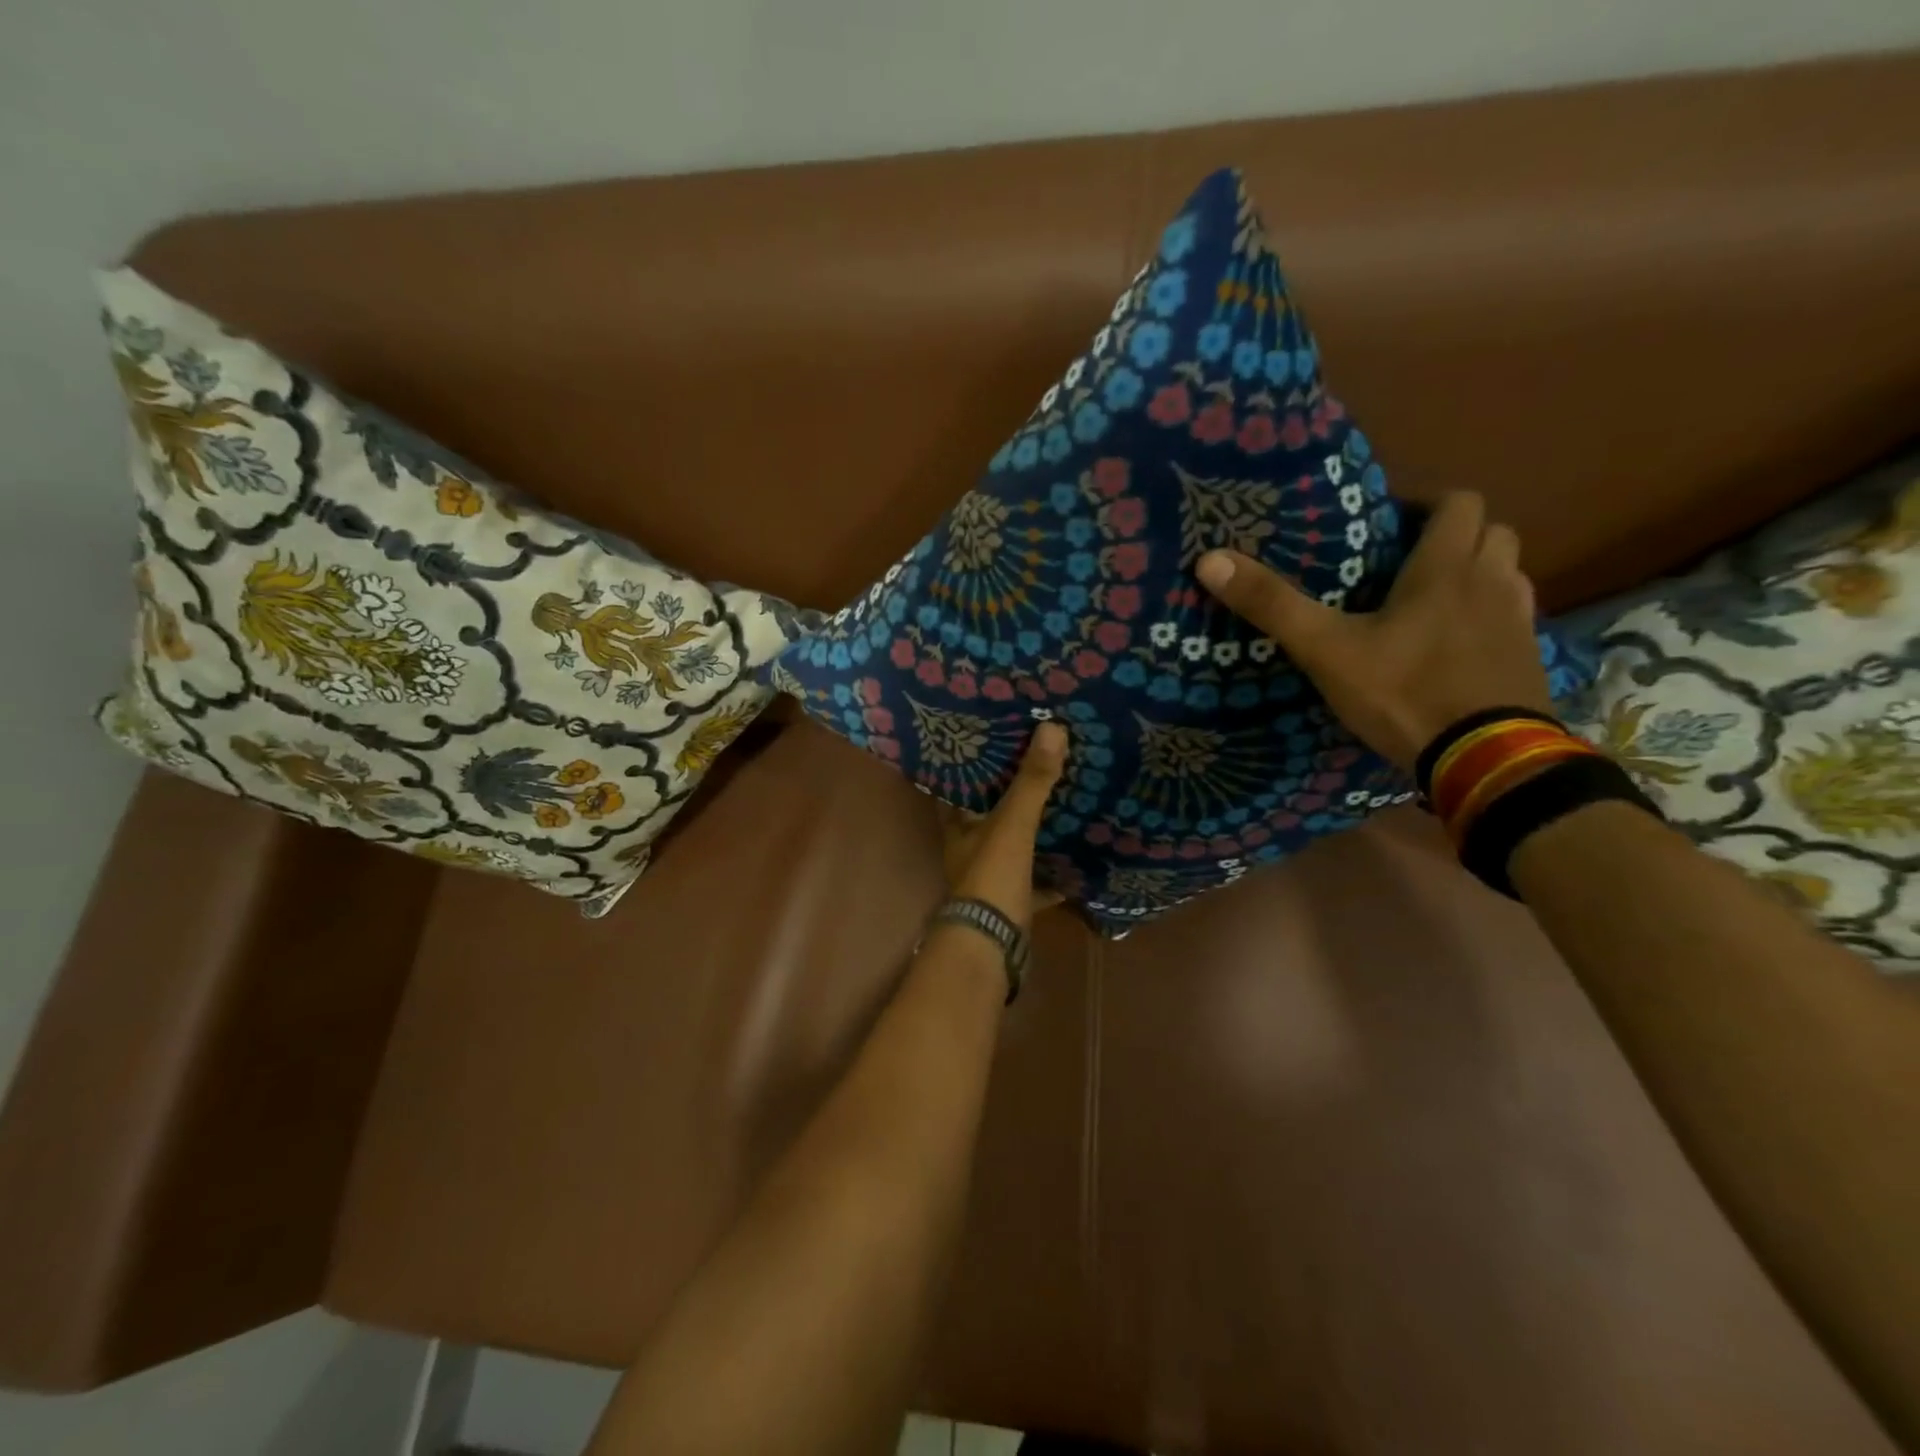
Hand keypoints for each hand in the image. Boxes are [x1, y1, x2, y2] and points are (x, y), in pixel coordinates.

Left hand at [935, 721, 1067, 926]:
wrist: (992, 946)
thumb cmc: (991, 877)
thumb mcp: (1012, 823)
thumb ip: (1032, 780)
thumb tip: (1052, 727)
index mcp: (958, 825)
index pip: (958, 784)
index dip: (972, 763)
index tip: (993, 738)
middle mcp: (969, 848)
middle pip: (987, 814)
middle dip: (1009, 793)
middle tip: (1038, 762)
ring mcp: (990, 877)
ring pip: (1012, 846)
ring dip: (1032, 830)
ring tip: (1061, 801)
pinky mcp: (1012, 901)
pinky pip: (1035, 881)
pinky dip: (1053, 874)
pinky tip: (1077, 860)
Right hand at [1196, 492, 1550, 772]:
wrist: (1484, 760)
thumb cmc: (1402, 692)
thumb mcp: (1324, 650)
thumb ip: (1271, 605)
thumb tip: (1209, 560)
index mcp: (1446, 568)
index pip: (1458, 502)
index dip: (1426, 504)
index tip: (1389, 524)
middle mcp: (1492, 582)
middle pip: (1492, 532)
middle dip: (1454, 536)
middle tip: (1406, 563)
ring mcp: (1519, 622)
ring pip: (1507, 574)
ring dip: (1476, 574)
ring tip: (1431, 602)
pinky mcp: (1530, 659)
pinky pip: (1513, 618)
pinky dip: (1488, 618)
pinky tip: (1455, 647)